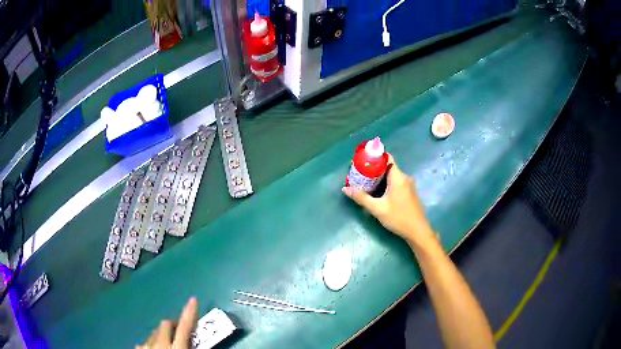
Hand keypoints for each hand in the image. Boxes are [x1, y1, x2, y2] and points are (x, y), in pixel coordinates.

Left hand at [137, 297, 197, 348]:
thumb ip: (192, 346)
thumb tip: (198, 338)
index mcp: (175, 347)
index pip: (185, 326)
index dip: (190, 313)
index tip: (193, 299)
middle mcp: (159, 343)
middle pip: (166, 324)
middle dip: (174, 324)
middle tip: (182, 331)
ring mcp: (146, 345)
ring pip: (155, 331)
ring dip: (163, 333)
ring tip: (169, 341)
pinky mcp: (138, 348)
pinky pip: (146, 340)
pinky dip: (152, 341)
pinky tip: (154, 346)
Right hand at [342, 155, 433, 244]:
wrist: (417, 231)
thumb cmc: (398, 218)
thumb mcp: (377, 209)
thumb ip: (361, 198)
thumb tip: (345, 189)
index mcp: (398, 177)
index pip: (387, 158)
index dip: (374, 157)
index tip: (362, 161)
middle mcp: (405, 177)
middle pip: (387, 167)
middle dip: (373, 169)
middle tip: (360, 174)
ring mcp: (409, 185)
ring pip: (392, 176)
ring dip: (379, 178)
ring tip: (365, 183)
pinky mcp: (409, 193)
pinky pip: (396, 182)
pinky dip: (386, 184)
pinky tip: (378, 192)